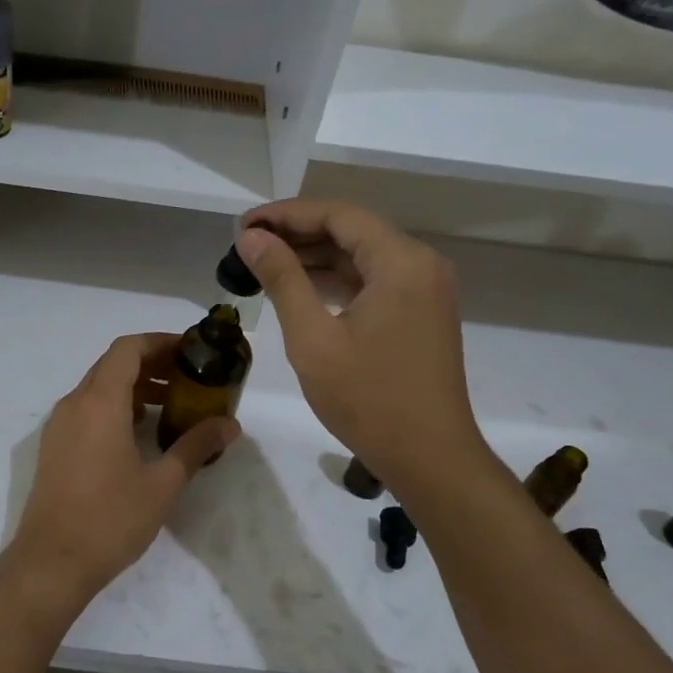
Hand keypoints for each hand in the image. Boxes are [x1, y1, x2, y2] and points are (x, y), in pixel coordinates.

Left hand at [10, 333, 240, 602]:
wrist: (51, 562)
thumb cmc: (110, 519)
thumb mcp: (163, 483)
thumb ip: (196, 446)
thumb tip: (230, 425)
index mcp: (99, 402)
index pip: (127, 349)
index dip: (159, 342)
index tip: (190, 351)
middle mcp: (74, 404)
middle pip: (112, 364)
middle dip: (151, 364)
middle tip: (189, 378)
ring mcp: (59, 426)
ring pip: (98, 387)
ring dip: (133, 387)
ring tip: (171, 405)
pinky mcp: (55, 447)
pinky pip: (87, 409)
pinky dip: (115, 407)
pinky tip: (140, 433)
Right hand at [238, 199, 486, 488]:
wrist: (429, 458)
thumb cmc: (368, 399)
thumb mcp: (313, 338)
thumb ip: (282, 279)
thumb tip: (252, 238)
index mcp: (401, 261)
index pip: (338, 215)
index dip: (286, 214)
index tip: (243, 226)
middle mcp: (420, 264)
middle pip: (352, 230)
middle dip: (298, 233)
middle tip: (247, 244)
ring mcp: (424, 290)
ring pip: (362, 255)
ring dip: (314, 256)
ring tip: (263, 262)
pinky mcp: (420, 313)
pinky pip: (373, 280)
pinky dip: (336, 279)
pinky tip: (300, 287)